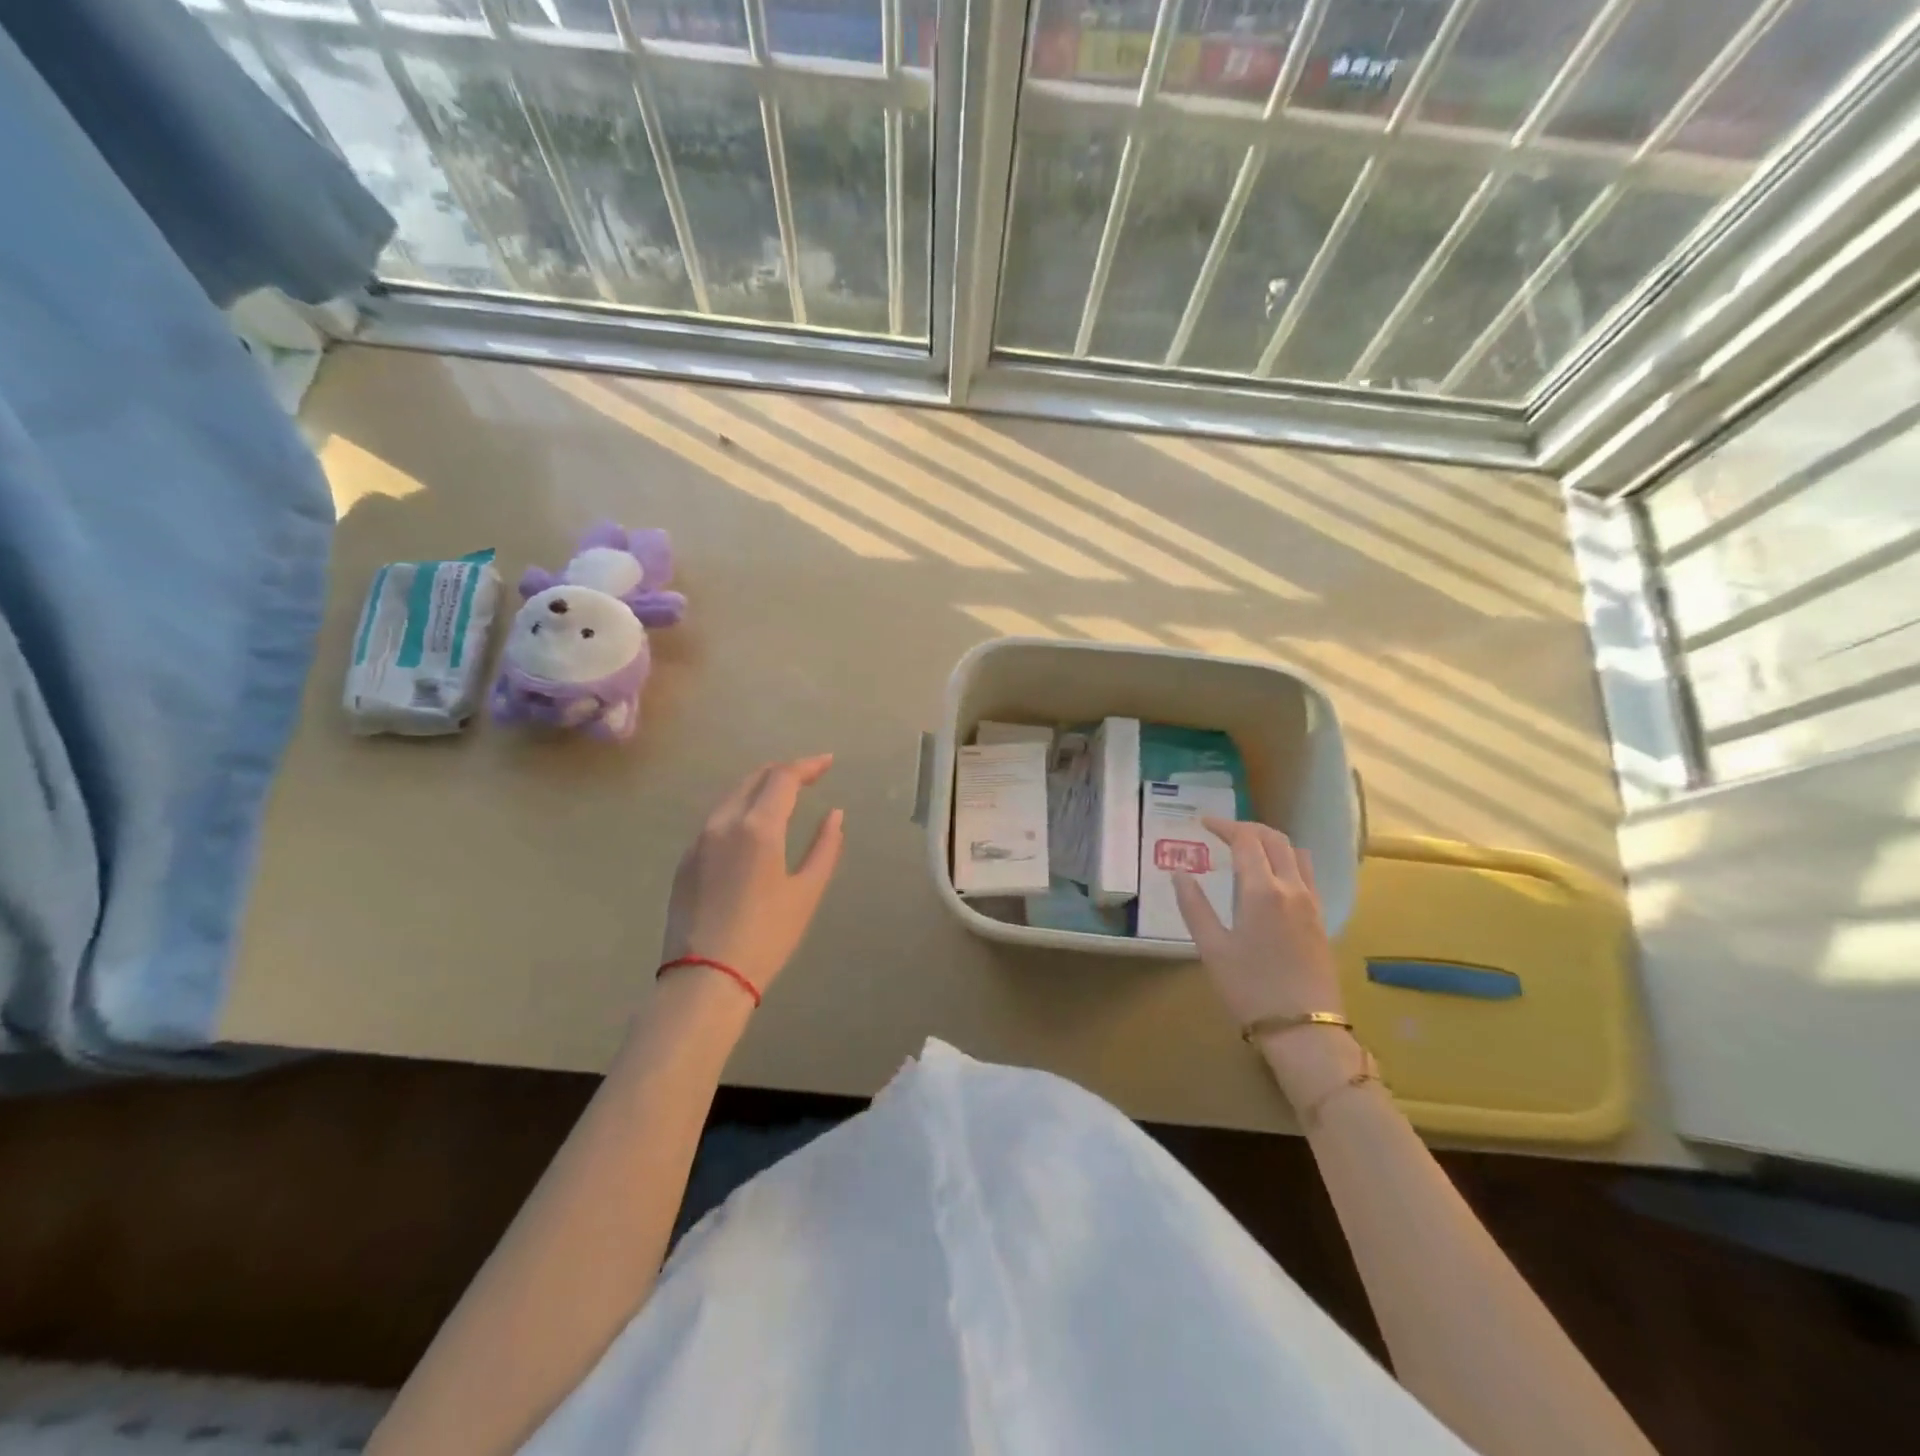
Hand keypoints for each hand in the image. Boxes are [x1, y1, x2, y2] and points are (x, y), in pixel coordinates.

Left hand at [660, 755, 844, 1000]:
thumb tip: (834, 815)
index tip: (828, 763)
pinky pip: (716, 820)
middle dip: (783, 771)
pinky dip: (740, 809)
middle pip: (754, 778)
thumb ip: (825, 847)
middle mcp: (724, 823)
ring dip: (759, 788)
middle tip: (809, 775)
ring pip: (731, 797)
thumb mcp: (807, 892)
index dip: (808, 765)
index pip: (783, 777)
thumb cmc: (766, 937)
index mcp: (758, 827)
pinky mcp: (685, 861)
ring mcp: (698, 841)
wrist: (704, 979)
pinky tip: (752, 826)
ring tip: (783, 796)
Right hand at [1174, 819, 1359, 1103]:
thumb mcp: (1212, 948)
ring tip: (1248, 848)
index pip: (1246, 840)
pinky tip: (1272, 877)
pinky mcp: (1321, 919)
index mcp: (1262, 890)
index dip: (1224, 826)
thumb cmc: (1250, 989)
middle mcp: (1291, 888)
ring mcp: (1311, 903)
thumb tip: (1179, 874)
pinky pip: (1307, 873)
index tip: (1203, 823)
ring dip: (1271, 841)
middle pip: (1275, 839)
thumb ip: (1194, 906)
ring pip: (1296, 853)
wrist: (1303, 1030)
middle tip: (1222, 831)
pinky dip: (1287, 860)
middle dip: (1247, 828)